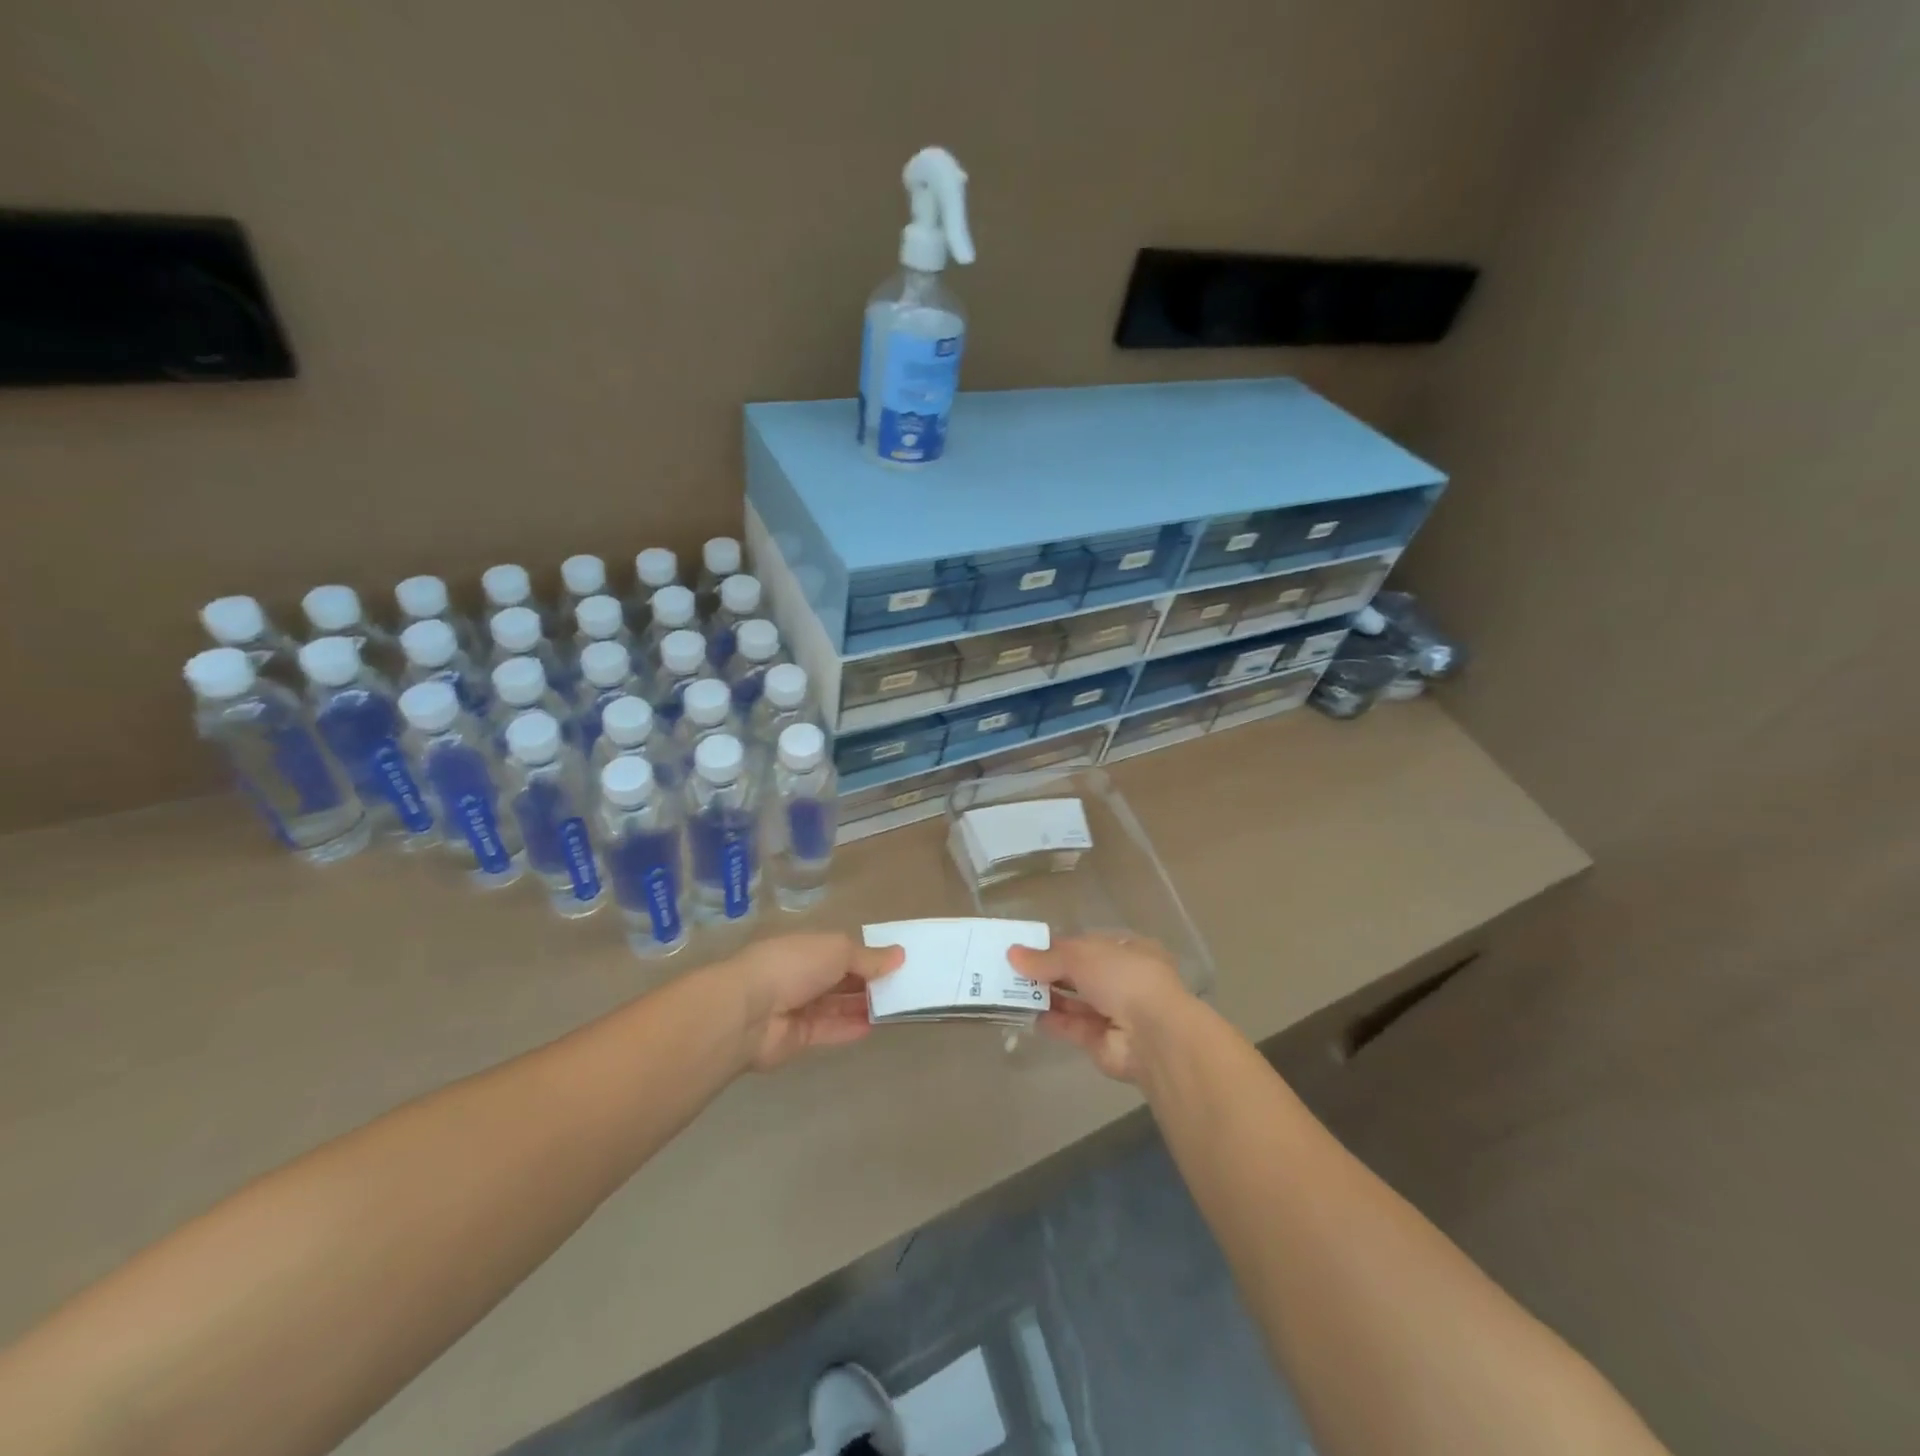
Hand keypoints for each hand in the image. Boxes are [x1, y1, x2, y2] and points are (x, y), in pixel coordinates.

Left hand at [715, 933, 903, 1071]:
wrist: (748, 1012)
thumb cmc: (793, 966)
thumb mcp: (838, 950)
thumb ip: (868, 957)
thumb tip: (899, 955)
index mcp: (807, 947)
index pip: (842, 950)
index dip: (868, 955)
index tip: (897, 962)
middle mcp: (802, 974)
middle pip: (841, 978)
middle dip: (869, 981)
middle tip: (904, 986)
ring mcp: (799, 1007)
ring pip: (837, 1005)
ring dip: (863, 1005)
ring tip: (896, 1007)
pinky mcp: (798, 1037)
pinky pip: (830, 1030)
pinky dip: (851, 1027)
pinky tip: (876, 1026)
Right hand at [1008, 934, 1195, 1081]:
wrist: (1153, 1035)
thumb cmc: (1123, 977)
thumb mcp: (1081, 955)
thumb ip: (1046, 957)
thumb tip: (1013, 954)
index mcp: (1128, 950)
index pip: (1088, 944)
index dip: (1058, 945)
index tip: (1027, 947)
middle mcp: (1123, 980)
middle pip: (1079, 974)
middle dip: (1049, 971)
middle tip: (1012, 969)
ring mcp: (1114, 1012)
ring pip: (1074, 1001)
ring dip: (1046, 995)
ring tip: (1011, 989)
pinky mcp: (1101, 1041)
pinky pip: (1071, 1027)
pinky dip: (1051, 1020)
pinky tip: (1025, 1012)